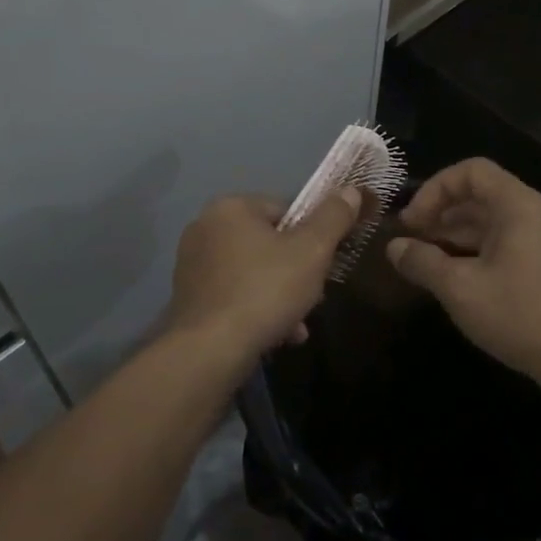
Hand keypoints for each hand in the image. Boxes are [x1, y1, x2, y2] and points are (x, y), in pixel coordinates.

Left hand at [164, 188, 361, 366]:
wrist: (210, 350)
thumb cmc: (265, 291)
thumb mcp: (312, 252)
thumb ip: (333, 218)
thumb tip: (351, 190)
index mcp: (230, 207)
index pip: (285, 210)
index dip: (312, 237)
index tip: (325, 264)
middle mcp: (205, 227)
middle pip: (268, 242)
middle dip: (296, 271)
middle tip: (314, 298)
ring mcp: (192, 262)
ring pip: (253, 272)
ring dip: (280, 295)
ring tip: (297, 326)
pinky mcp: (189, 295)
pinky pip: (233, 293)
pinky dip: (256, 309)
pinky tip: (276, 335)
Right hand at [386, 159, 540, 393]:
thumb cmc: (519, 314)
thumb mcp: (460, 288)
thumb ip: (422, 262)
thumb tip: (393, 248)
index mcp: (517, 205)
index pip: (470, 171)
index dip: (434, 189)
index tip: (412, 222)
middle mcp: (533, 214)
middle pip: (479, 195)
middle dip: (440, 213)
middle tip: (411, 240)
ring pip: (489, 221)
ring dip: (453, 234)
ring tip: (425, 259)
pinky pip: (502, 242)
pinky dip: (473, 250)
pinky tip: (454, 277)